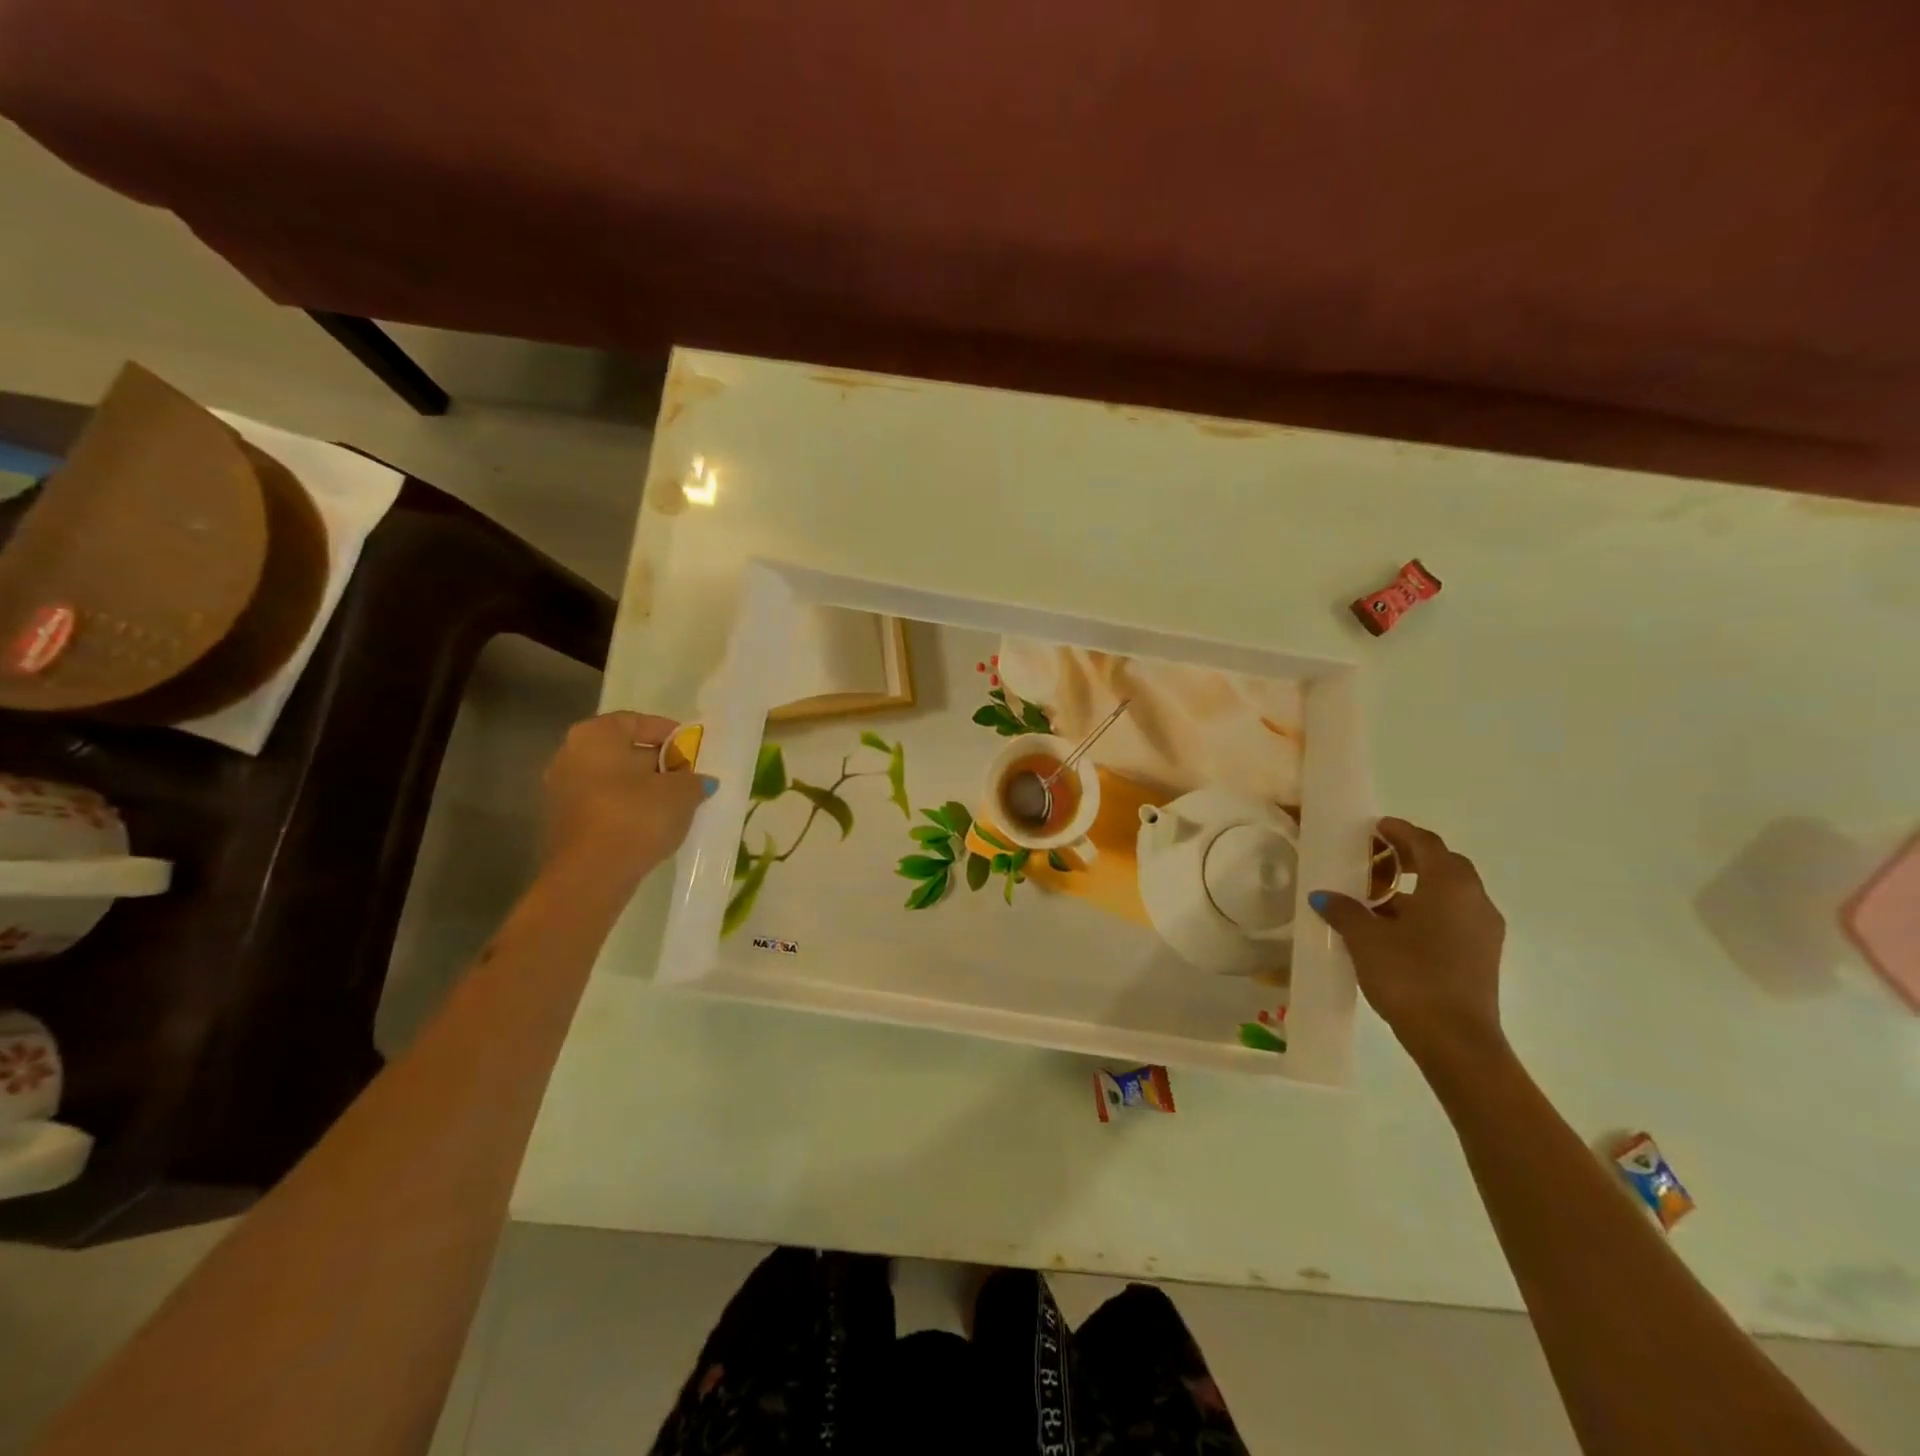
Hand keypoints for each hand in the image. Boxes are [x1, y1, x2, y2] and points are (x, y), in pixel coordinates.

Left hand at [541, 712, 715, 885]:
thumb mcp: (681, 793)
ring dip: (641, 787)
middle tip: (686, 776)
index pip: (637, 721)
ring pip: (611, 779)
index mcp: (596, 735)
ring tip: (673, 803)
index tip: (691, 748)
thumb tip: (700, 780)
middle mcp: (570, 754)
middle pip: (621, 750)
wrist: (591, 875)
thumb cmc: (636, 816)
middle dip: (655, 762)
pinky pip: (602, 803)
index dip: (669, 733)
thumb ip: (694, 780)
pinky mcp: (562, 822)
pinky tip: (650, 823)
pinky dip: (625, 807)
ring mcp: (560, 790)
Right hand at [1309, 818, 1505, 1063]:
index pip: (1425, 843)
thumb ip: (1344, 911)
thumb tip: (1324, 896)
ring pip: (1449, 893)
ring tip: (1377, 897)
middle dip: (1410, 856)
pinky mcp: (1482, 955)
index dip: (1398, 831)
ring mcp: (1483, 930)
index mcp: (1450, 885)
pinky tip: (1395, 928)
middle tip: (1375, 858)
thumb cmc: (1410, 976)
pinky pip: (1453, 916)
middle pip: (1443, 864)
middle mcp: (1475, 900)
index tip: (1374, 828)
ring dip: (1417, 886)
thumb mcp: (1366, 939)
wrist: (1456, 1041)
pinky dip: (1426, 910)